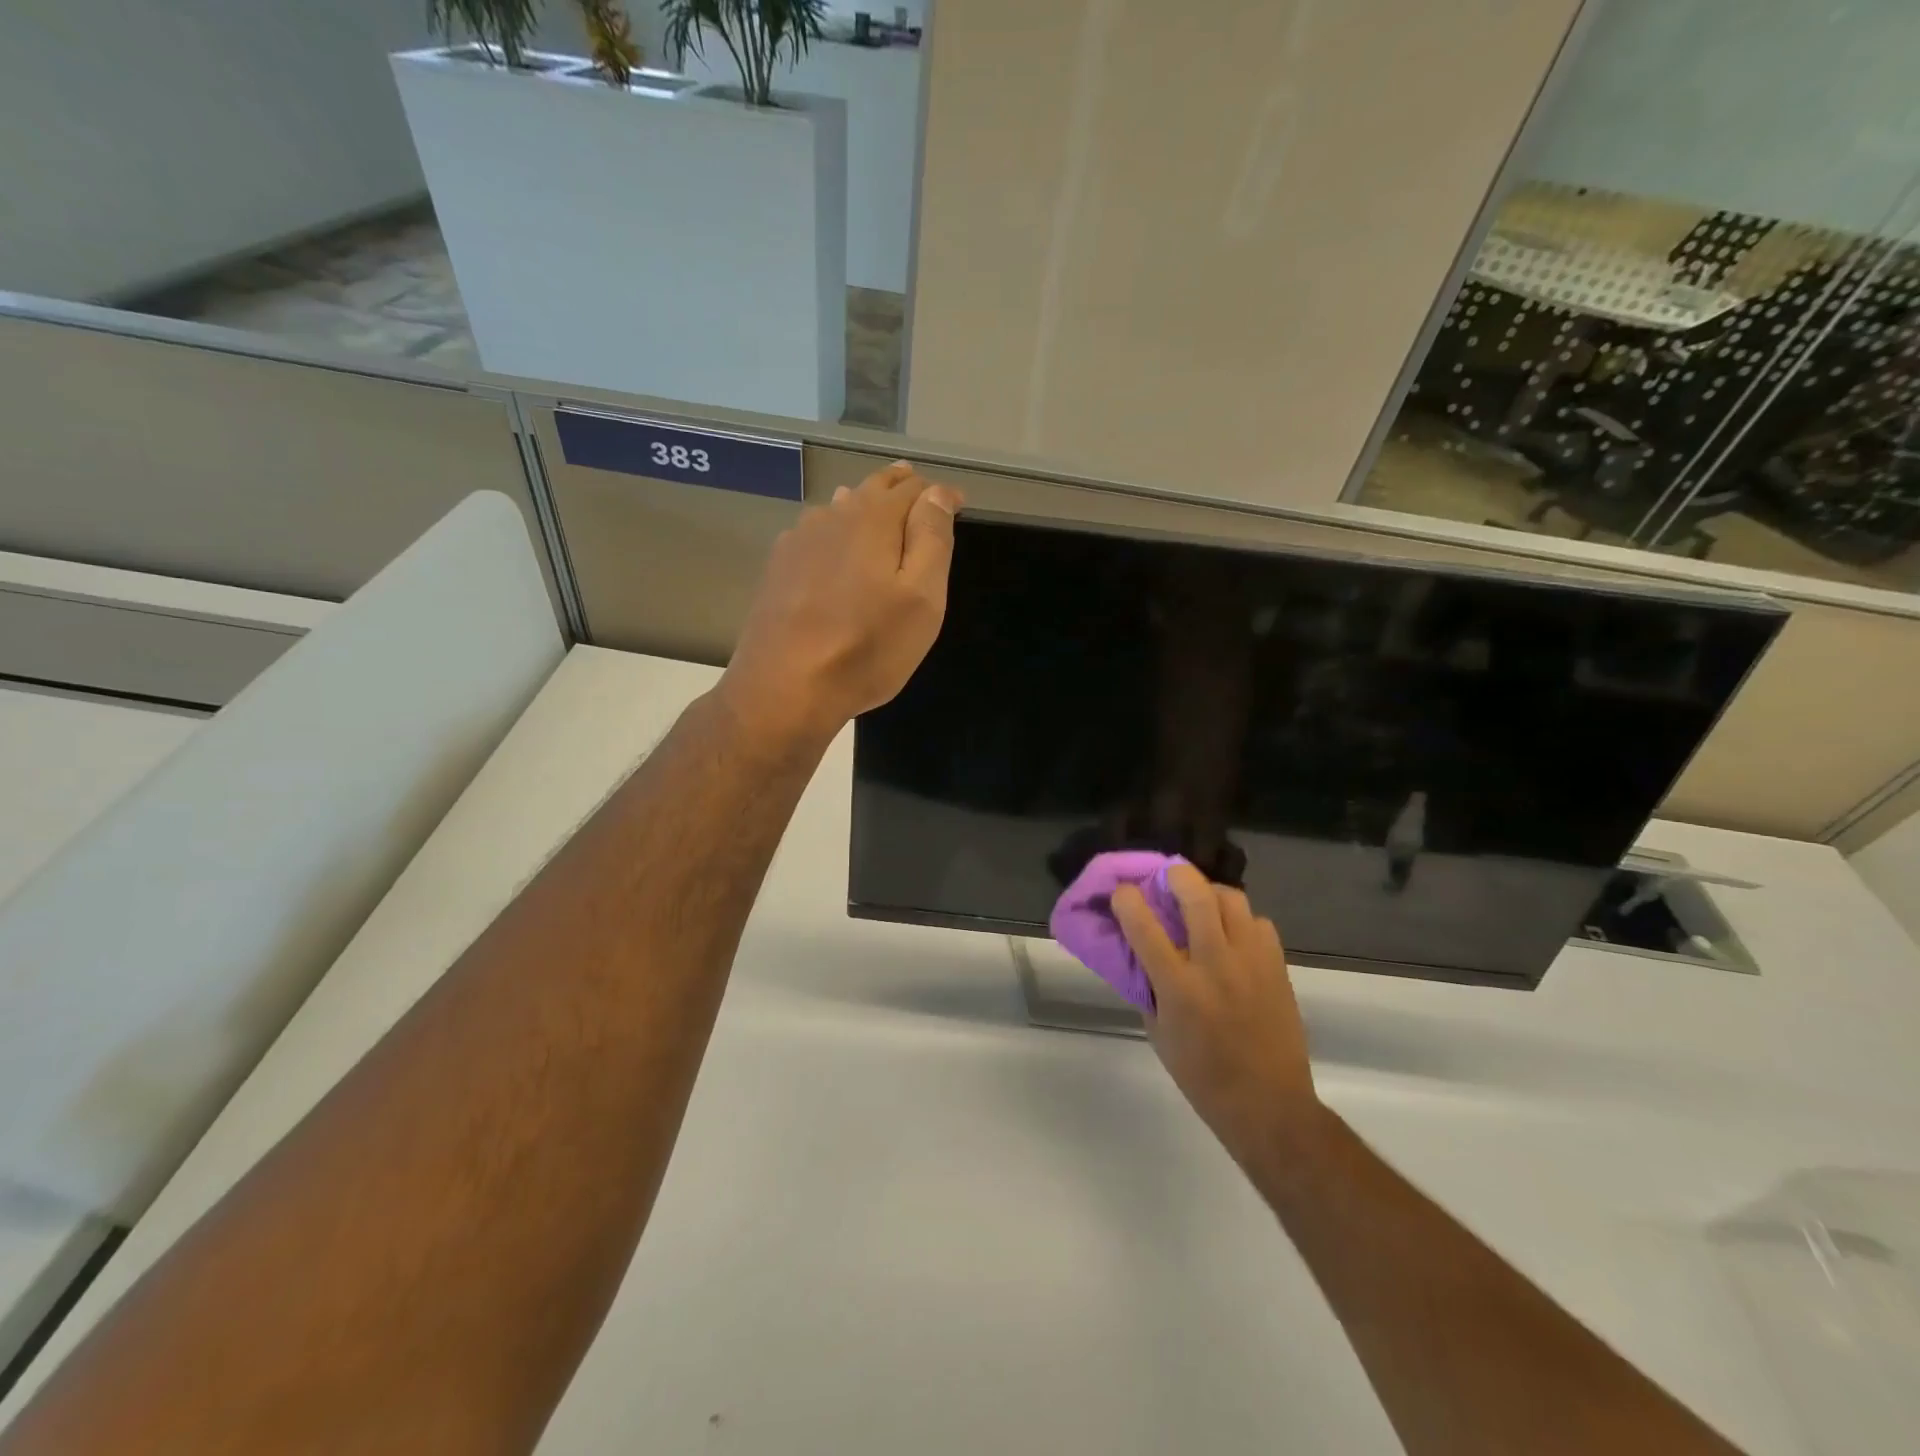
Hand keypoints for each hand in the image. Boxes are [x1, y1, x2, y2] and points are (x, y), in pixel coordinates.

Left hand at [720, 462, 962, 748]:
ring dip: (863, 505)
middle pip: (872, 490)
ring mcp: (798, 541)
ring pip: (839, 509)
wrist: (785, 688)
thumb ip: (931, 539)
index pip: (914, 489)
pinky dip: (834, 531)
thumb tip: (936, 493)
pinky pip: (814, 535)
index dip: (939, 495)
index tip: (957, 505)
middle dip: (900, 488)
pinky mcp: (778, 569)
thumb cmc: (867, 648)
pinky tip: (834, 547)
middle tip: (919, 491)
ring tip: (879, 510)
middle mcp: (832, 517)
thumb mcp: (921, 598)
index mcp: (872, 519)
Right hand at [1113, 865, 1322, 1176]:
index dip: (1127, 899)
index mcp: (1179, 987)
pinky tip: (1233, 937)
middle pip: (1196, 894)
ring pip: (1232, 899)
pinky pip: (1258, 923)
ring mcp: (1251, 962)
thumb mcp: (1159, 1034)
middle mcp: (1215, 964)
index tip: (1121, 892)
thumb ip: (1149, 988)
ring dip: (1211, 894)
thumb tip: (1141, 954)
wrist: (1269, 1105)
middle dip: (1176, 875)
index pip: (1144, 926)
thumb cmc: (1203, 1077)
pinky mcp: (1278, 966)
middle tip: (1167, 879)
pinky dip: (1241, 921)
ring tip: (1203, 905)